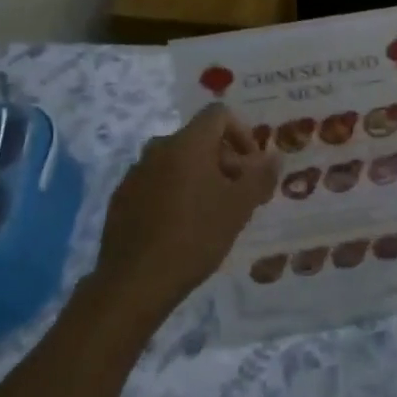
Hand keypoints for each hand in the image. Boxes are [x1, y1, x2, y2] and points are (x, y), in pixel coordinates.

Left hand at [94, 105, 278, 320]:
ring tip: (211, 213)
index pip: (218, 114)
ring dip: (199, 177)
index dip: (242, 133)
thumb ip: (260, 177)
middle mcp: (159, 147)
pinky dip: (174, 192)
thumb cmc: (194, 237)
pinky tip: (180, 226)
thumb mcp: (238, 208)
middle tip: (238, 196)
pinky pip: (156, 181)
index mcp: (188, 143)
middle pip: (199, 139)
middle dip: (224, 160)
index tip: (251, 167)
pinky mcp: (122, 196)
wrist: (134, 281)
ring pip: (177, 161)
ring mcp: (136, 171)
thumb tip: (274, 156)